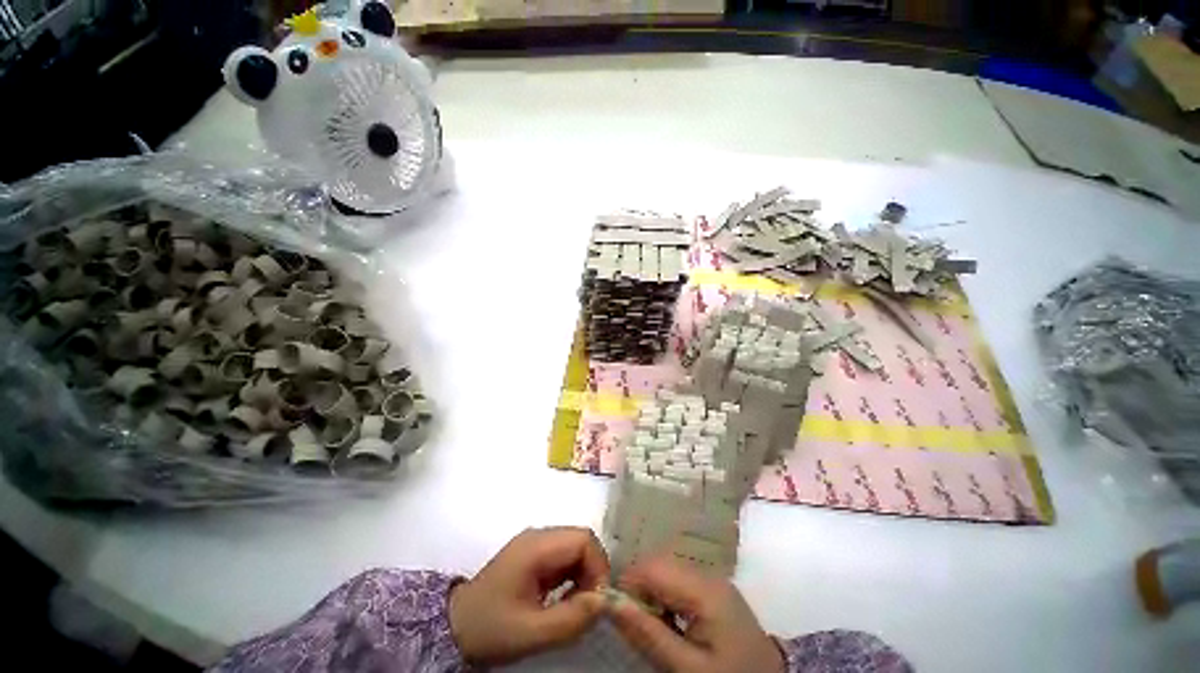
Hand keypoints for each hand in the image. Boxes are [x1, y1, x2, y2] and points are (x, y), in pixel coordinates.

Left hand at [449, 527, 608, 664]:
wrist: (454, 627)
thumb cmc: (491, 628)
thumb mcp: (531, 633)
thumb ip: (571, 619)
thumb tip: (604, 602)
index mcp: (537, 546)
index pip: (583, 539)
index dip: (598, 566)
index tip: (597, 601)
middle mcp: (539, 537)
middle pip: (581, 541)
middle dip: (593, 572)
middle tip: (588, 607)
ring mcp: (536, 544)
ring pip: (575, 549)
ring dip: (583, 576)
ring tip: (575, 607)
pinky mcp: (534, 556)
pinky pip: (564, 558)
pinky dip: (572, 578)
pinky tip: (564, 601)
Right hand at [607, 555, 784, 672]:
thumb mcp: (686, 668)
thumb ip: (648, 633)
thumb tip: (610, 601)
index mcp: (704, 588)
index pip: (652, 567)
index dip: (628, 585)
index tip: (616, 614)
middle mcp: (708, 573)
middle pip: (659, 565)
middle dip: (640, 589)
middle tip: (636, 626)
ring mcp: (714, 579)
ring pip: (667, 571)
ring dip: (652, 593)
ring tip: (654, 627)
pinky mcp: (715, 589)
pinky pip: (679, 581)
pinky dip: (666, 597)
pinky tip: (670, 622)